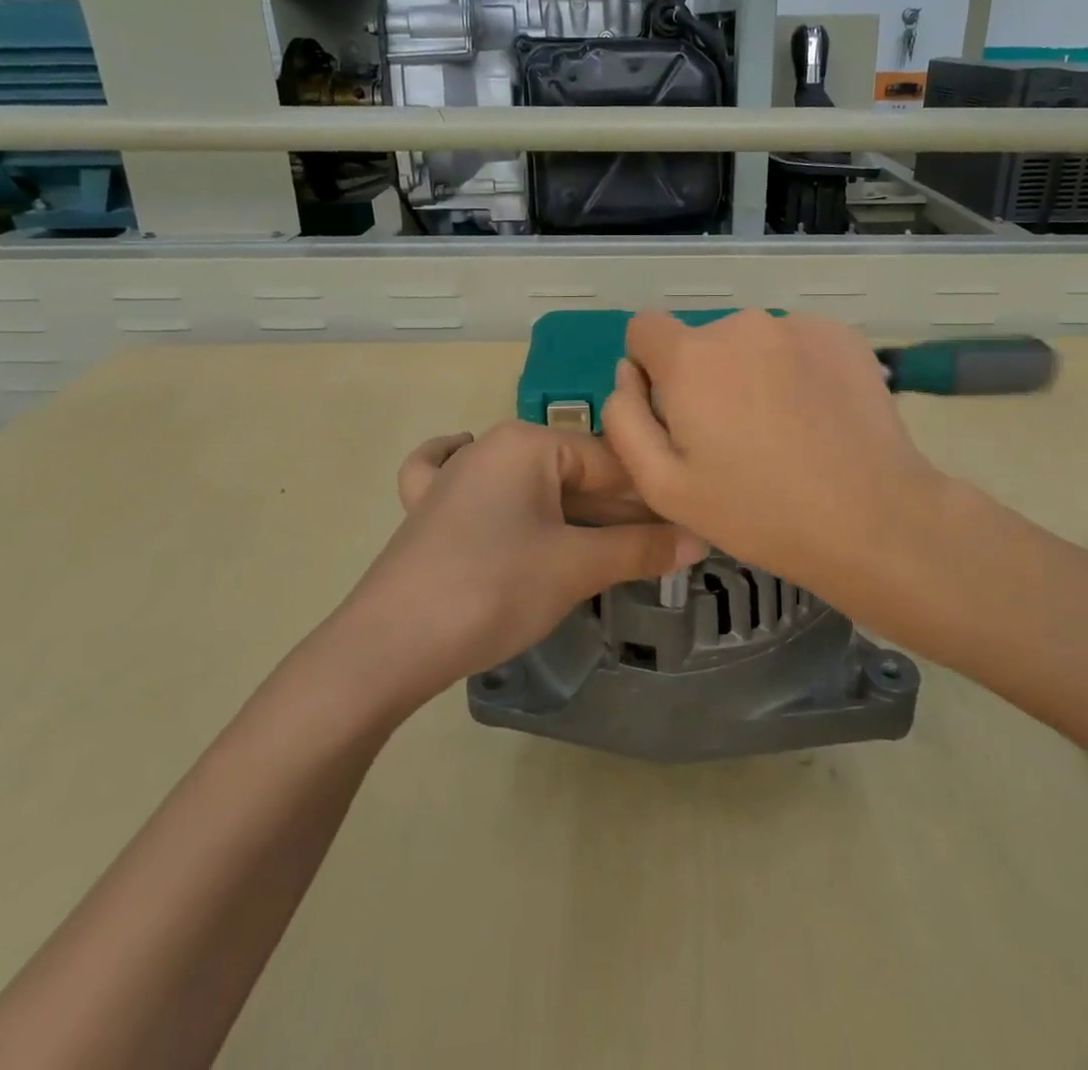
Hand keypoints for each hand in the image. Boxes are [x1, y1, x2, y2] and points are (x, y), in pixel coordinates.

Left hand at [336, 422, 706, 712]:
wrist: (385, 646)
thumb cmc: (491, 590)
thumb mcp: (576, 568)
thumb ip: (641, 549)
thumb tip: (702, 538)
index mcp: (528, 442)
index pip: (612, 462)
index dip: (655, 498)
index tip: (690, 528)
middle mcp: (492, 445)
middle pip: (575, 475)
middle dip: (619, 513)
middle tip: (662, 550)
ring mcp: (455, 474)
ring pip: (534, 487)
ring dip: (577, 518)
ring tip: (618, 549)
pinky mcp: (429, 509)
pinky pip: (472, 487)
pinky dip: (499, 495)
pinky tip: (502, 492)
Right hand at [601, 310, 955, 602]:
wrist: (872, 518)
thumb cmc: (757, 512)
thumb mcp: (663, 486)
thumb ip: (625, 419)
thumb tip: (627, 373)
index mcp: (691, 357)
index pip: (644, 328)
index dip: (650, 368)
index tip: (676, 412)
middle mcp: (741, 324)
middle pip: (702, 341)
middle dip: (706, 377)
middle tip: (736, 437)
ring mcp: (797, 325)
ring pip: (752, 343)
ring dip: (754, 372)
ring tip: (784, 429)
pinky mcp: (841, 334)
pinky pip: (797, 343)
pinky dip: (797, 369)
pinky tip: (819, 416)